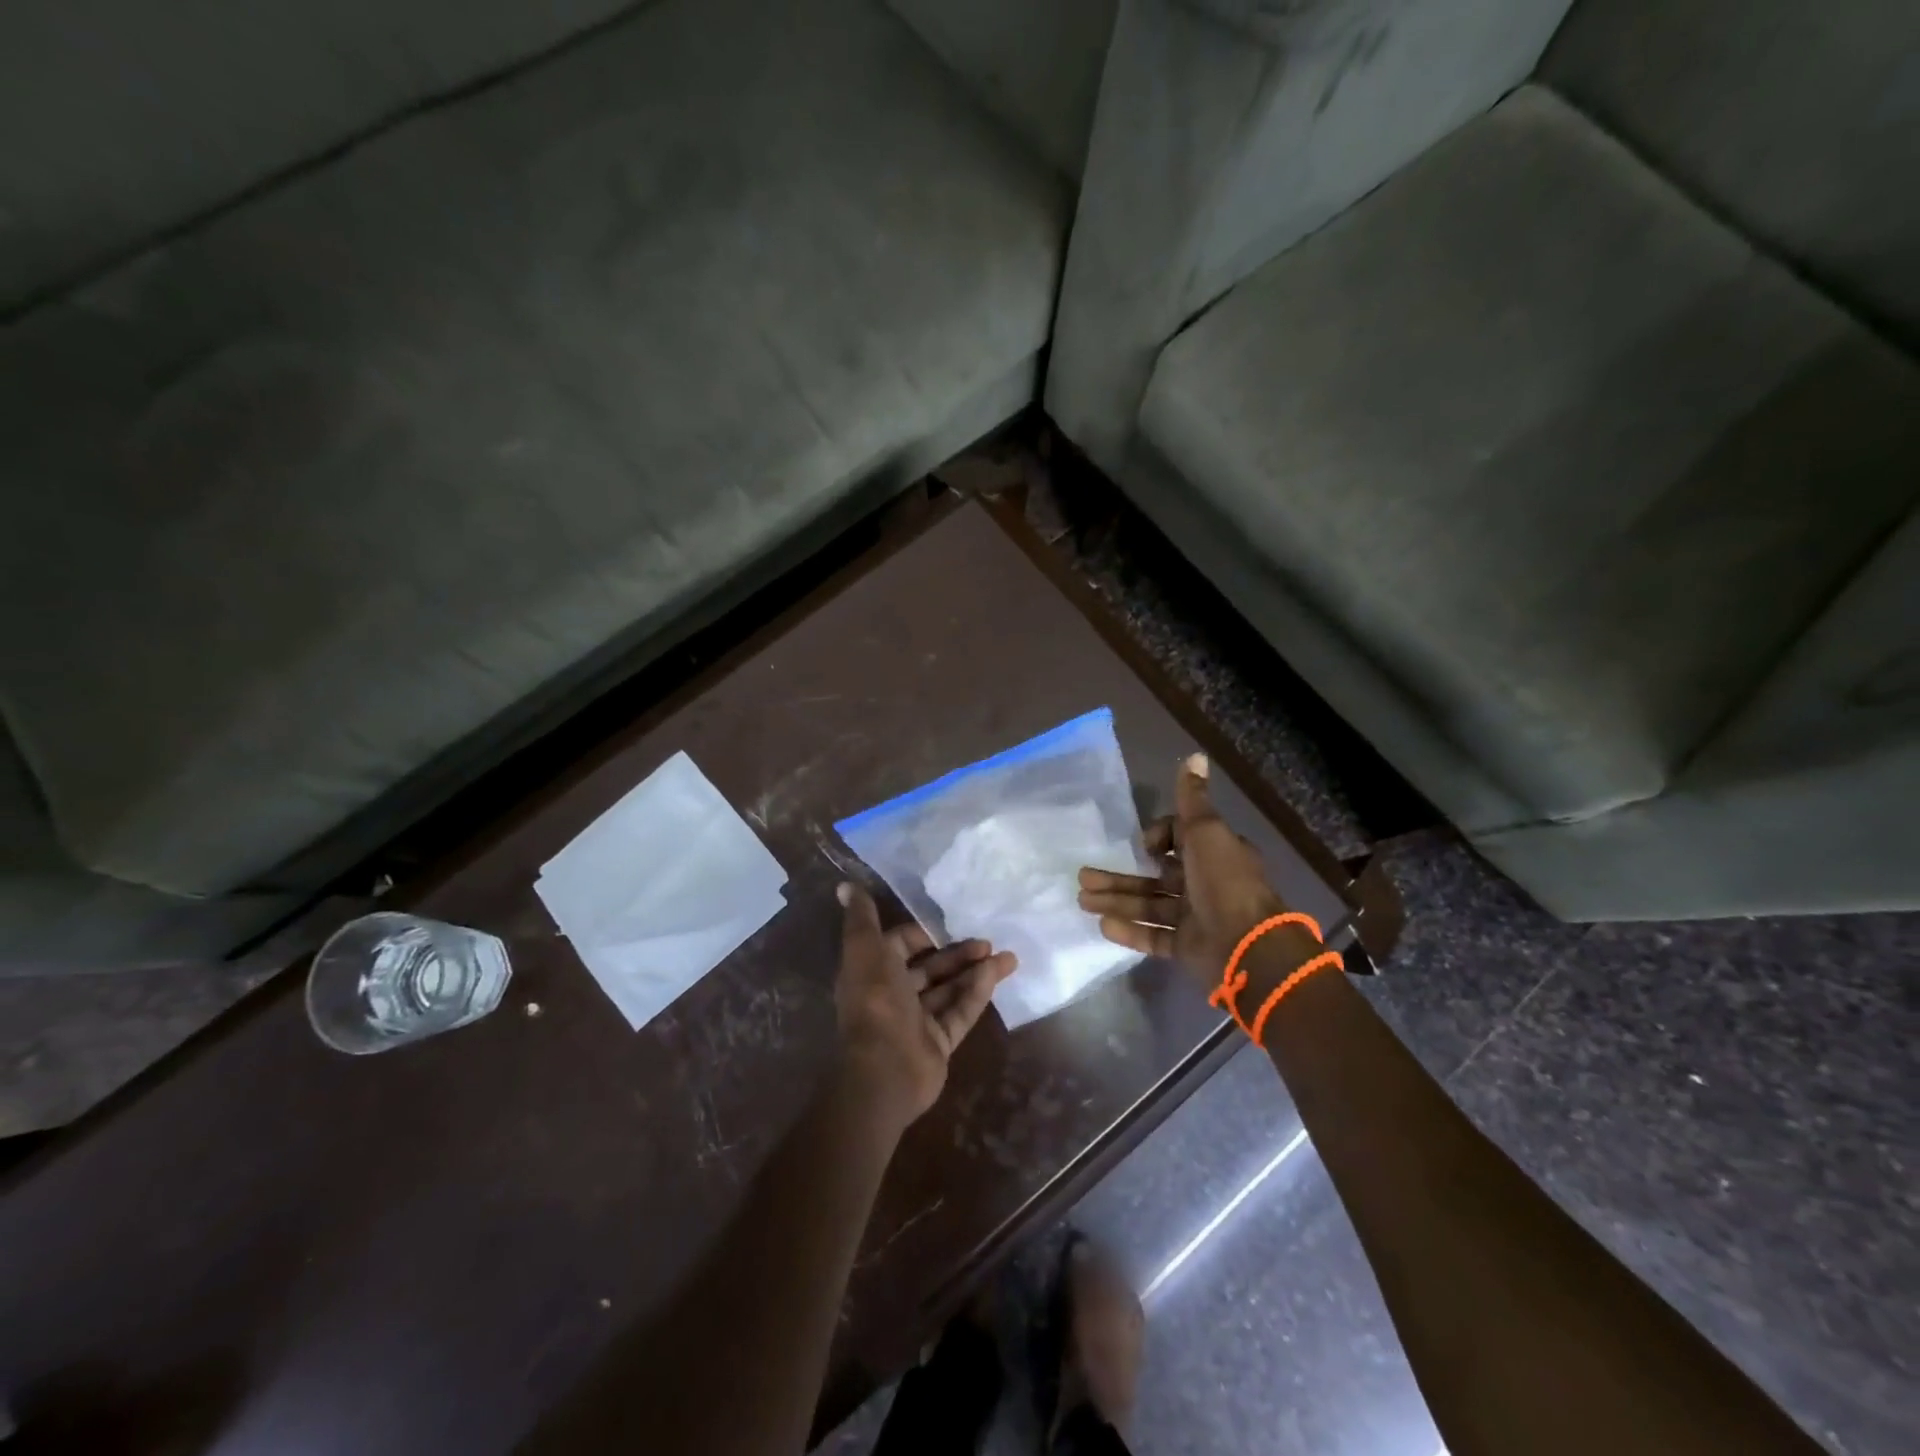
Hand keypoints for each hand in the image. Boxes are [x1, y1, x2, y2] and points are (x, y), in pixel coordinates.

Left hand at [834, 882, 1016, 1124]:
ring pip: (950, 989)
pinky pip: (960, 1013)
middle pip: (930, 968)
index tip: (950, 921)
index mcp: (873, 972)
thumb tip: (846, 884)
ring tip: (1007, 955)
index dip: (923, 932)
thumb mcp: (865, 951)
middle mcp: (894, 995)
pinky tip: (996, 974)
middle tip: (987, 939)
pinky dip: (977, 993)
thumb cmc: (875, 1002)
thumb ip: (862, 919)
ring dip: (975, 970)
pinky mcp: (939, 1043)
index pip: (900, 944)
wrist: (885, 1070)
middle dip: (957, 952)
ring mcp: (918, 1022)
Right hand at [1077, 754, 1287, 984]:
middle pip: (1154, 876)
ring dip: (1116, 900)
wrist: (1248, 946)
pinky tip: (1103, 925)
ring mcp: (1195, 917)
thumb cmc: (1224, 881)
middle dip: (1119, 875)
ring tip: (1082, 900)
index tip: (1143, 845)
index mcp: (1215, 853)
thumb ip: (1192, 798)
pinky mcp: (1187, 946)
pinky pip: (1154, 936)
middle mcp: (1205, 883)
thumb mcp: (1206, 831)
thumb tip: (1195, 755)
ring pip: (1148, 905)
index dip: (1157, 839)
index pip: (1179, 840)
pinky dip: (1130, 930)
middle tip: (1084, 876)